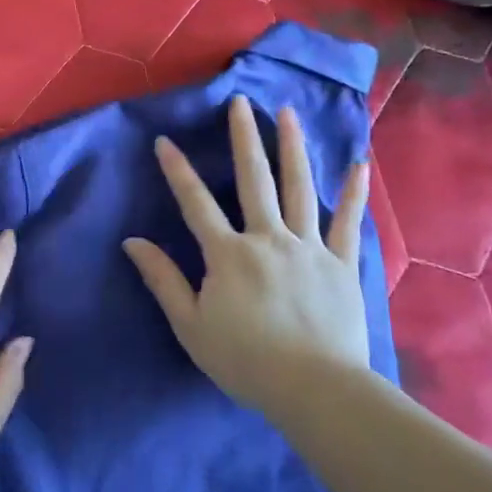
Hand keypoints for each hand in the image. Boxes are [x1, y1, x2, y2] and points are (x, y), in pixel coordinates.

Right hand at [123, 94, 373, 420]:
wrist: (315, 389)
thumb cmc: (245, 361)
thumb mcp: (190, 325)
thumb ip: (163, 280)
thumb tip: (132, 242)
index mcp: (228, 254)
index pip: (196, 203)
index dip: (177, 171)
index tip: (164, 141)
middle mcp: (268, 239)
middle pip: (254, 179)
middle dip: (244, 138)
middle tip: (240, 102)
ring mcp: (310, 247)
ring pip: (300, 188)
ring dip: (292, 147)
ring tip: (286, 113)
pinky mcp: (342, 264)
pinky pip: (349, 222)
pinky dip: (354, 193)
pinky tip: (359, 164)